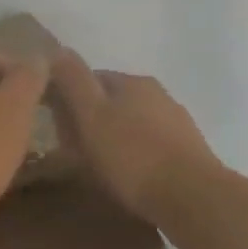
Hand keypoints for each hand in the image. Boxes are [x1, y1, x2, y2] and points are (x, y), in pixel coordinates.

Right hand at [50, 48, 220, 225]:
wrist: (193, 198)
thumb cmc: (133, 156)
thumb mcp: (92, 116)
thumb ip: (73, 81)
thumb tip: (57, 49)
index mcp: (132, 82)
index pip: (90, 78)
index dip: (68, 99)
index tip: (54, 125)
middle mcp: (157, 94)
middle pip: (112, 100)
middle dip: (91, 119)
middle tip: (72, 149)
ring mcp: (176, 122)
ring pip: (132, 123)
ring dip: (114, 137)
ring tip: (98, 166)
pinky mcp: (188, 151)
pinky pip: (150, 145)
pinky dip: (135, 155)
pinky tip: (129, 176)